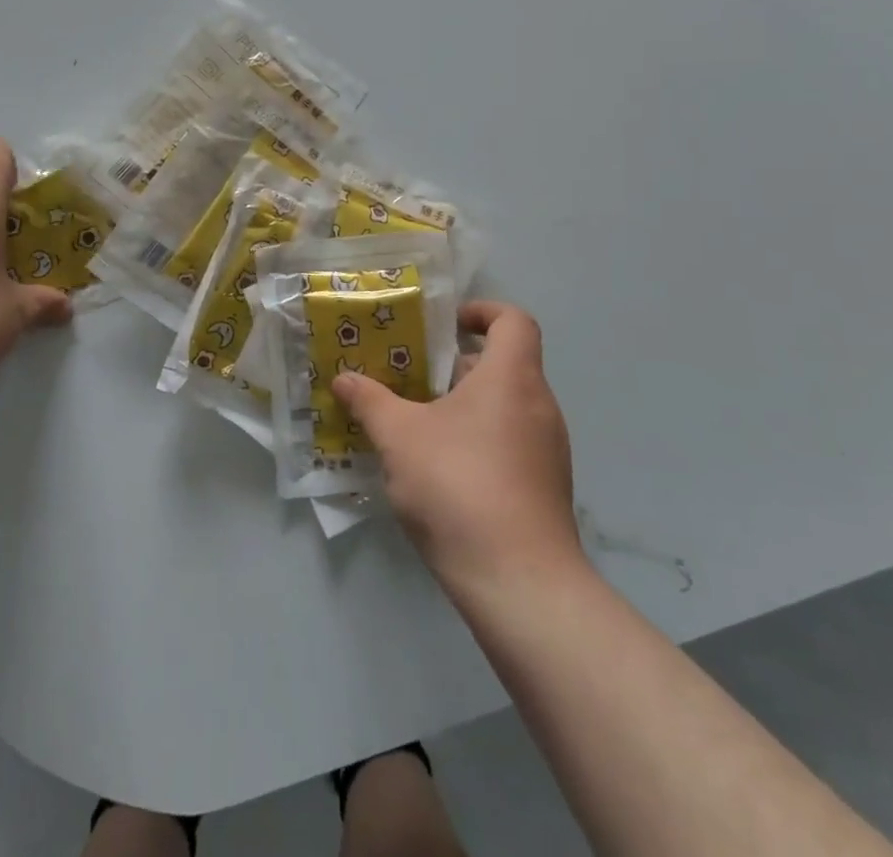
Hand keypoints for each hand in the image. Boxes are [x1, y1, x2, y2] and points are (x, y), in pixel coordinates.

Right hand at [333, 302, 580, 595]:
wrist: (519, 582)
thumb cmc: (459, 485)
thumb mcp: (399, 437)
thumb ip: (370, 401)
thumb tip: (344, 379)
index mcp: (512, 377)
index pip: (513, 321)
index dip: (482, 312)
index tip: (446, 324)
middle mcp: (539, 405)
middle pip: (504, 365)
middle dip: (456, 366)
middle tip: (412, 376)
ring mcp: (548, 450)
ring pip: (505, 407)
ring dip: (465, 406)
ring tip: (417, 422)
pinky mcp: (546, 488)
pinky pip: (511, 443)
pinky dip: (480, 441)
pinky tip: (440, 470)